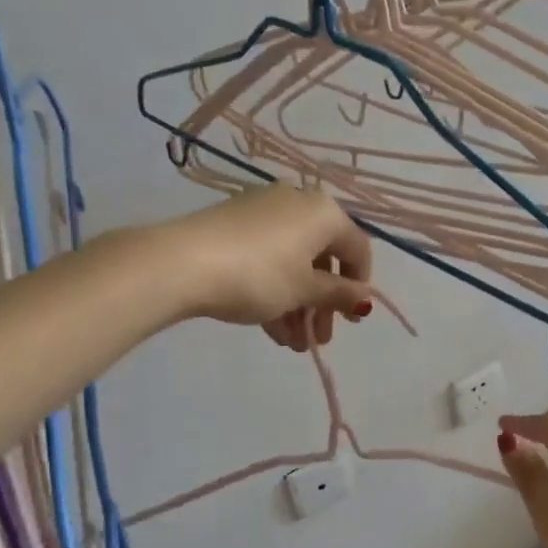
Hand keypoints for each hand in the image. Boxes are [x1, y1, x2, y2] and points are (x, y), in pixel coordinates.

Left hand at [164, 185, 373, 350]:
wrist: (182, 263)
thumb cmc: (259, 276)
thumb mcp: (304, 290)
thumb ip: (339, 294)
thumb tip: (365, 299)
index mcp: (323, 212)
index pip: (357, 248)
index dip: (359, 286)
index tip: (351, 320)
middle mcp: (297, 203)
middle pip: (322, 258)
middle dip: (322, 303)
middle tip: (319, 338)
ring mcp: (263, 212)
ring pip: (293, 262)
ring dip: (298, 305)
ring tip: (292, 344)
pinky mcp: (234, 225)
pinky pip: (267, 259)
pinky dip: (275, 291)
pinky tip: (271, 329)